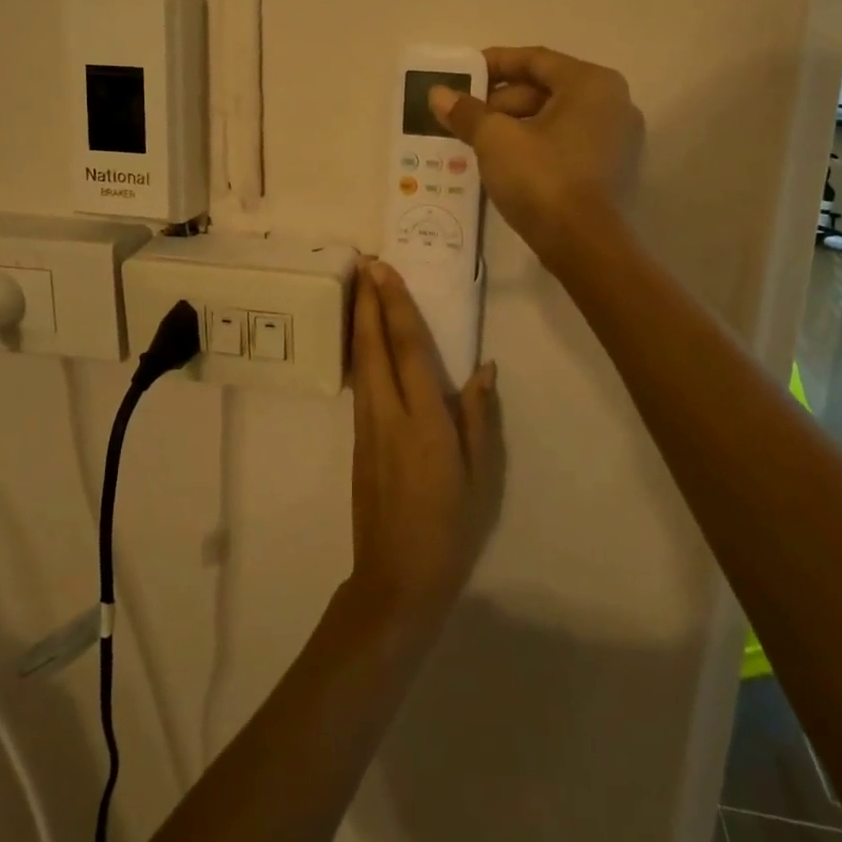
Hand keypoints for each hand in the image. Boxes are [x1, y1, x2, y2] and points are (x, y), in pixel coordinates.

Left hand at [345, 261, 500, 637]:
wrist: (395, 579)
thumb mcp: (479, 477)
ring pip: (360, 361)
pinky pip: (359, 383)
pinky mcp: (357, 440)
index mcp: (423, 421)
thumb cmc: (449, 529)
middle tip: (362, 262)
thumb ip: (477, 418)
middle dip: (368, 301)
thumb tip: (483, 369)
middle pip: (373, 346)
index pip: (407, 349)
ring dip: (360, 321)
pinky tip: (364, 340)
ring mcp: (367, 427)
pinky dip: (360, 351)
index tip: (383, 271)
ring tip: (360, 289)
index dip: (396, 306)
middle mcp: (388, 414)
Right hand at [429, 46, 638, 259]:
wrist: (584, 246)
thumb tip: (438, 94)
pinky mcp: (612, 169)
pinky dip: (535, 144)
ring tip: (476, 140)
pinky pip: (566, 143)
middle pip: (546, 89)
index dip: (494, 63)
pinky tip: (504, 161)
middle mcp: (613, 102)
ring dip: (514, 125)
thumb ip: (467, 112)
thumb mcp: (495, 140)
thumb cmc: (542, 179)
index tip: (462, 75)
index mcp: (590, 83)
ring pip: (555, 118)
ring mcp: (617, 138)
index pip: (535, 59)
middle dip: (500, 101)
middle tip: (464, 115)